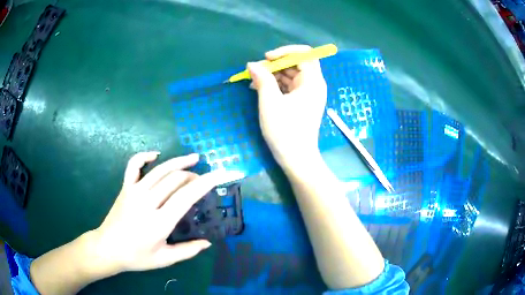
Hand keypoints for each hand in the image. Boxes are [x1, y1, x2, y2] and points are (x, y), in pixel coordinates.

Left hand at [89, 152, 240, 273]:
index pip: (186, 196)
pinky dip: (145, 156)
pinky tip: (156, 155)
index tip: (220, 174)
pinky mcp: (125, 188)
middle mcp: (147, 202)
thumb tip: (208, 243)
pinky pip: (134, 165)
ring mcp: (134, 192)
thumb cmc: (136, 257)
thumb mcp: (164, 259)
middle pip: (175, 179)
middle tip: (203, 178)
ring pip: (160, 169)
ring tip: (193, 157)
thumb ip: (188, 251)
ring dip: (178, 161)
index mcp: (159, 222)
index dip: (206, 182)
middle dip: (194, 175)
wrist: (107, 248)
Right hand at [248, 45, 326, 166]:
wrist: (296, 158)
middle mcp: (313, 84)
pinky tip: (259, 88)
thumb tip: (252, 64)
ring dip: (272, 75)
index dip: (285, 52)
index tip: (267, 58)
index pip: (305, 54)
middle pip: (296, 64)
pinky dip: (275, 85)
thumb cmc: (285, 130)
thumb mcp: (270, 102)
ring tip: (253, 81)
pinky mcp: (301, 102)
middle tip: (256, 70)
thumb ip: (262, 79)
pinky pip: (289, 86)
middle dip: (275, 64)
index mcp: (313, 81)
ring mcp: (308, 94)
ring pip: (291, 75)